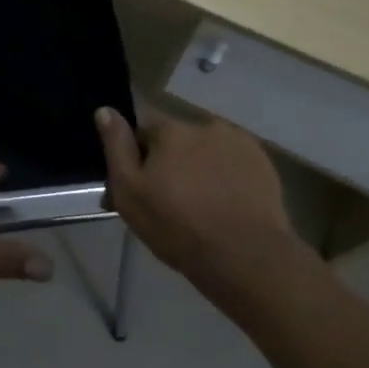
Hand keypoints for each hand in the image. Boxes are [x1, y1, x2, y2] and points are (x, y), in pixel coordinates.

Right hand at [96, 107, 308, 283]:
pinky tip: (227, 205)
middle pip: (177, 140)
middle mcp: (203, 125)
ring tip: (203, 206)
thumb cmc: (178, 226)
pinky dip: (227, 176)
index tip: (141, 188)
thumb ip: (117, 147)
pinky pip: (234, 163)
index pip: (143, 131)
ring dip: (200, 167)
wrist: (246, 258)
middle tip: (171, 202)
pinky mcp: (263, 162)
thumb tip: (105, 109)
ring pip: (206, 151)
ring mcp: (237, 142)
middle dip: (171, 162)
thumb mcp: (130, 192)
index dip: (138, 158)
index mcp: (169, 129)